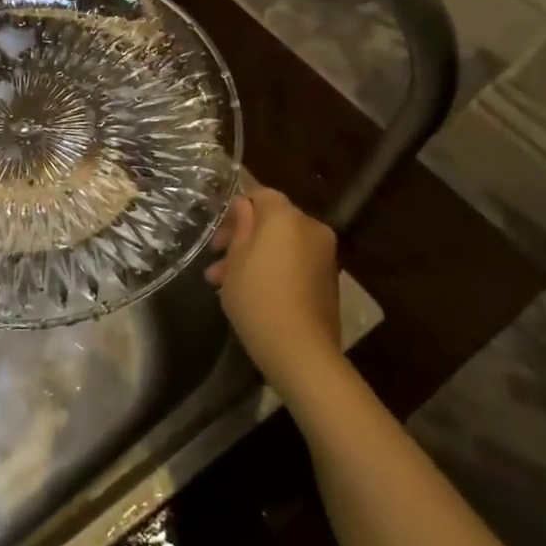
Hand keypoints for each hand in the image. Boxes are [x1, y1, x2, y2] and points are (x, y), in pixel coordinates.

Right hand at [205, 187, 342, 392]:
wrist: (301, 351)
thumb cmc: (257, 297)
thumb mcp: (236, 259)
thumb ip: (241, 226)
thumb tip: (243, 204)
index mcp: (286, 217)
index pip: (261, 195)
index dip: (238, 208)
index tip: (218, 234)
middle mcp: (311, 228)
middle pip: (273, 222)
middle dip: (243, 238)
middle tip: (216, 261)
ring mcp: (324, 256)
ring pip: (282, 245)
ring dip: (255, 257)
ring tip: (224, 285)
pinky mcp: (329, 281)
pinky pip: (296, 263)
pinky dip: (275, 270)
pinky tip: (251, 293)